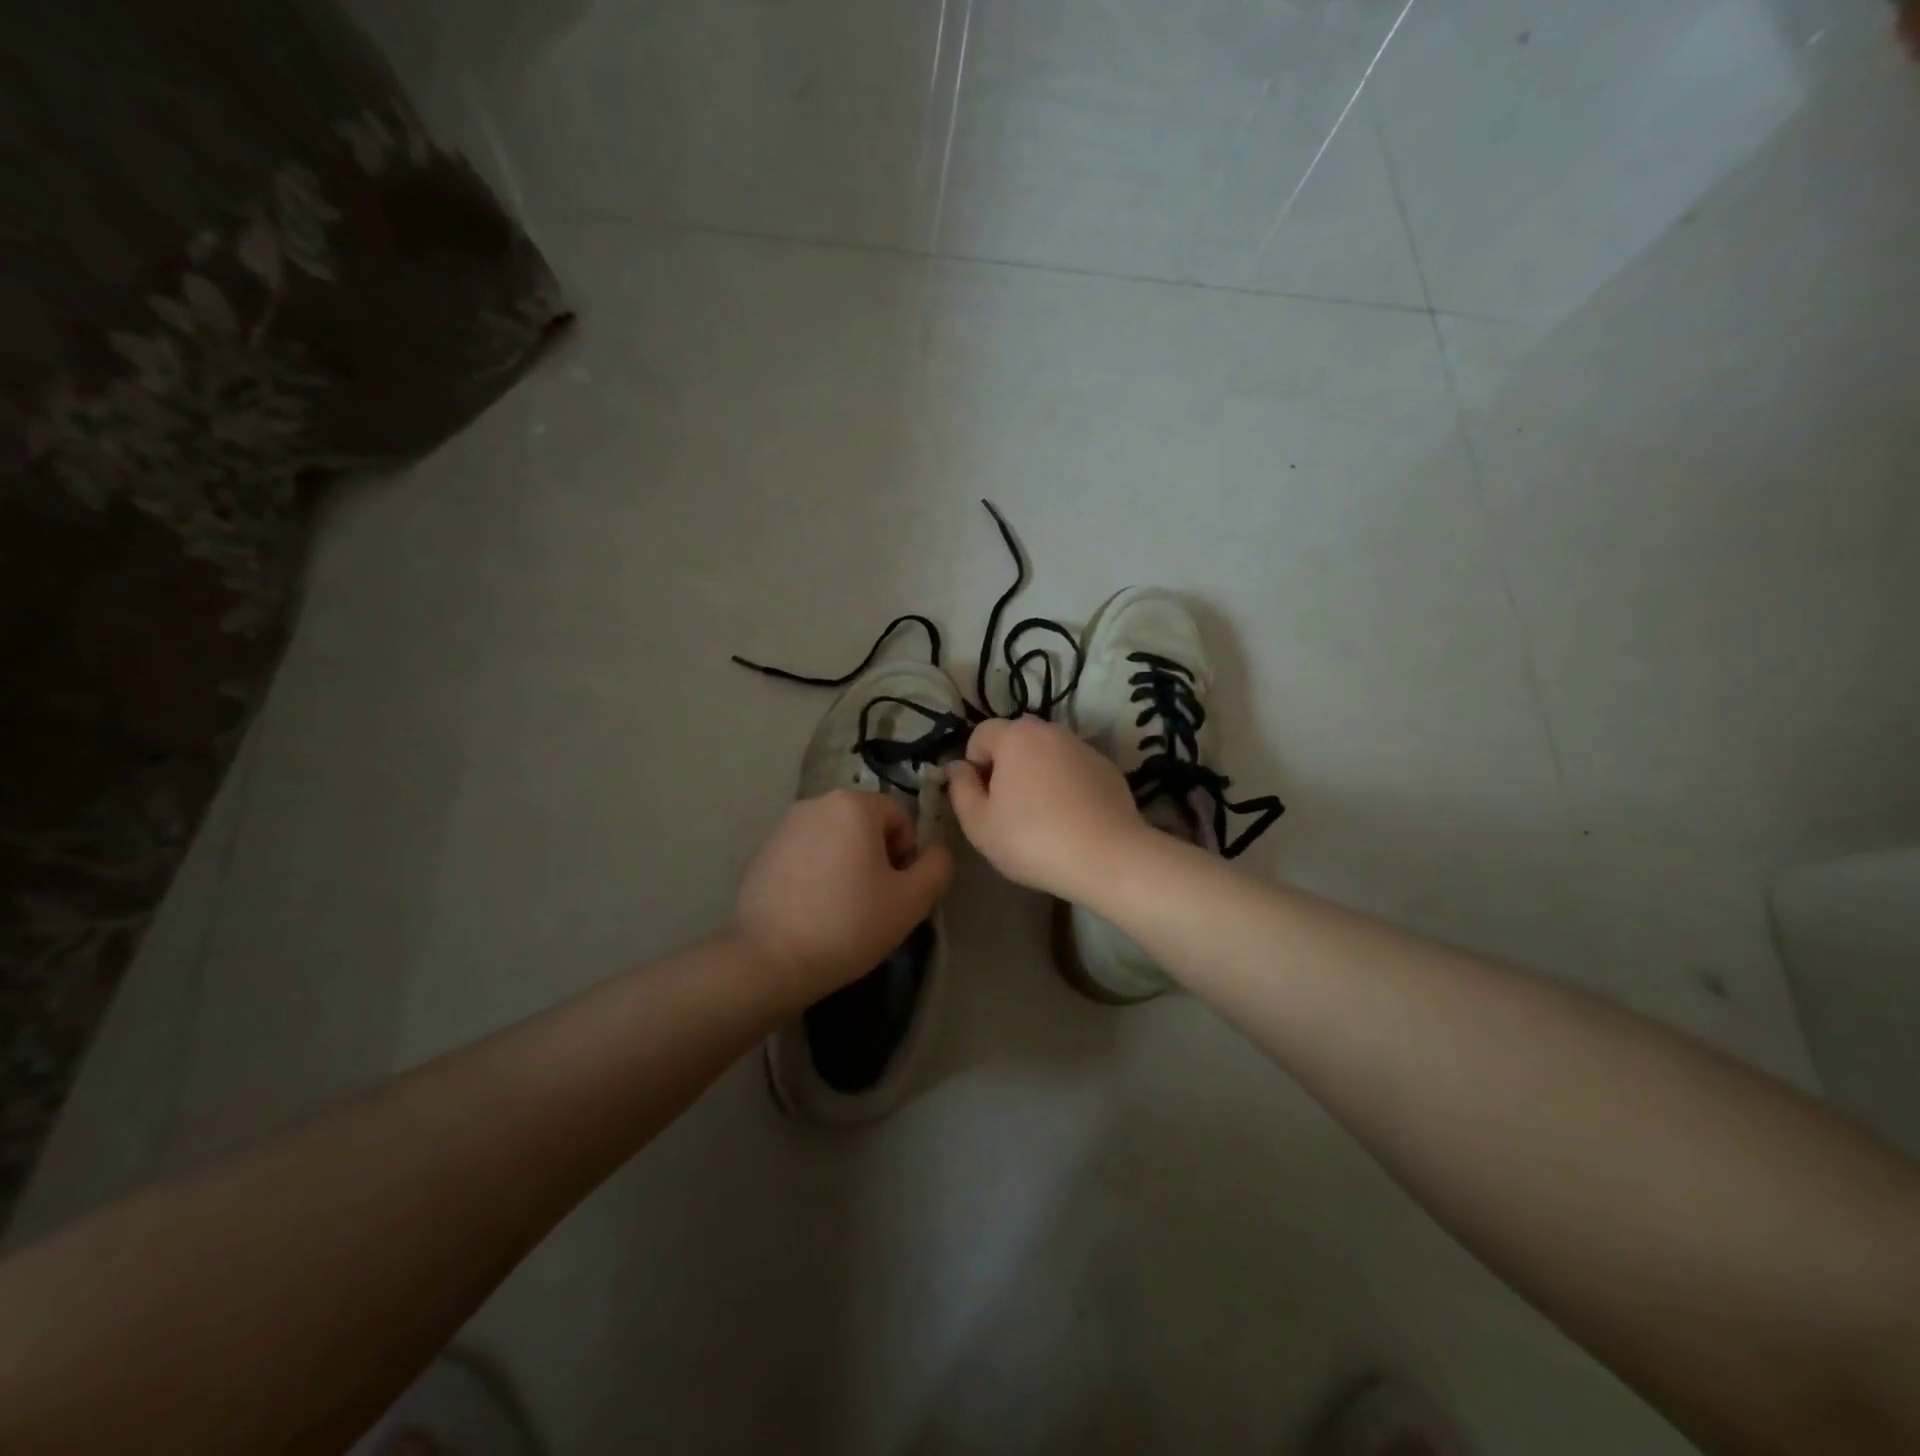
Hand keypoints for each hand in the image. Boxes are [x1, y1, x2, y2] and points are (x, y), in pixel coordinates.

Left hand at [734, 789, 954, 1008]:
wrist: (770, 960)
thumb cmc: (849, 924)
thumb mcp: (912, 901)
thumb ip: (937, 867)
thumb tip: (936, 850)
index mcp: (853, 805)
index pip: (900, 817)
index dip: (907, 854)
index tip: (897, 891)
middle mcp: (815, 803)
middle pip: (865, 824)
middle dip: (876, 857)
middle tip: (874, 901)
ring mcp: (783, 826)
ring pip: (834, 839)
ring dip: (847, 863)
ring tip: (842, 908)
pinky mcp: (762, 852)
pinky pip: (805, 854)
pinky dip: (816, 873)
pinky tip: (812, 910)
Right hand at [946, 718, 1152, 902]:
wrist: (1108, 858)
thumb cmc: (1032, 840)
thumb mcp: (979, 825)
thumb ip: (960, 789)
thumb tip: (958, 767)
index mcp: (1016, 737)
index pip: (980, 735)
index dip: (974, 765)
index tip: (982, 799)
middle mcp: (1051, 731)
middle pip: (1016, 740)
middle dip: (1006, 766)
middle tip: (1008, 809)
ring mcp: (1084, 748)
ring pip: (1047, 754)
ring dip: (1037, 774)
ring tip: (1042, 816)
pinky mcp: (1108, 768)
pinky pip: (1073, 769)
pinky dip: (1066, 785)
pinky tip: (1071, 819)